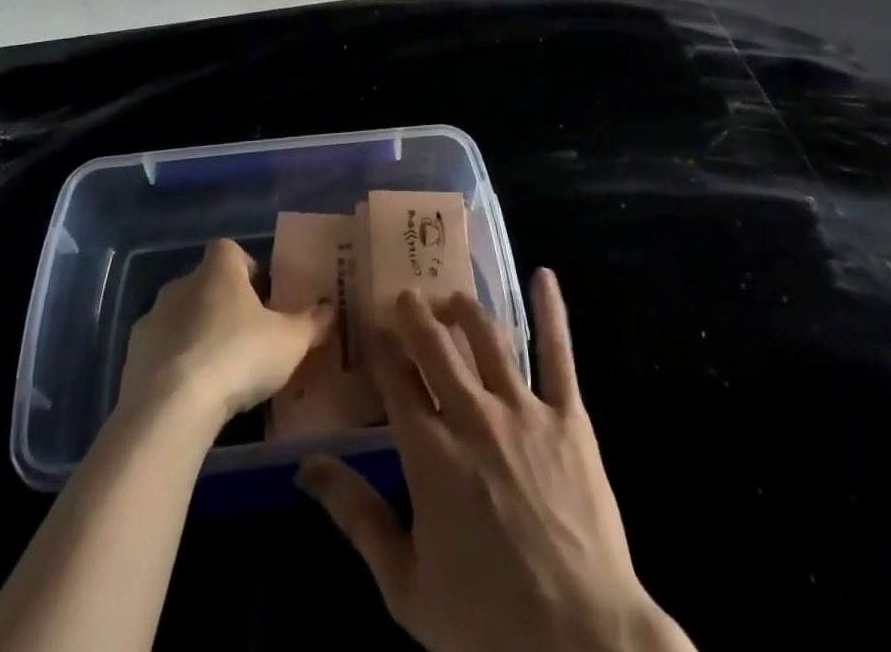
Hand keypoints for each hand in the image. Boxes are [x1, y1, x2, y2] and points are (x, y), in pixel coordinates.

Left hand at [118, 239, 332, 422]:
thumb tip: (331, 308)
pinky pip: (160, 352)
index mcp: (218, 270)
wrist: (170, 408)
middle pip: (206, 284)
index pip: (230, 250)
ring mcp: (151, 320)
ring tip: (220, 372)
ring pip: (181, 318)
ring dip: (197, 336)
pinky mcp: (131, 358)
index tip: (263, 297)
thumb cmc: (238, 356)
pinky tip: (193, 395)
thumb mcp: (290, 342)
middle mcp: (181, 285)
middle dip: (224, 306)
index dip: (248, 268)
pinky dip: (175, 365)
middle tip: (247, 338)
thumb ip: (312, 323)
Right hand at [298, 270, 691, 651]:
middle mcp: (472, 415)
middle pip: (435, 345)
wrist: (583, 643)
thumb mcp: (406, 585)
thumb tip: (307, 466)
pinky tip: (544, 276)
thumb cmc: (487, 622)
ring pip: (487, 338)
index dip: (382, 347)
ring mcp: (523, 410)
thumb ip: (356, 517)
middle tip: (406, 296)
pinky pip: (558, 353)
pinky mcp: (569, 417)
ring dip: (465, 309)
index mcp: (429, 452)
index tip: (372, 324)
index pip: (397, 379)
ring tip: (452, 298)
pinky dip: (552, 311)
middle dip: (416, 314)